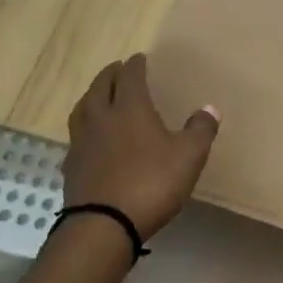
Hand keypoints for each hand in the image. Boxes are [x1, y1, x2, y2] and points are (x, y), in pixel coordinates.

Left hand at [63, 54, 217, 239]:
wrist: (103, 225)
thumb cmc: (151, 183)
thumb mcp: (189, 157)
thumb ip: (200, 130)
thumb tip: (209, 108)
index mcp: (130, 109)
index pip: (130, 77)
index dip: (136, 65)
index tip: (140, 58)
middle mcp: (102, 118)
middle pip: (101, 87)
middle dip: (111, 74)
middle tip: (119, 69)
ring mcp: (82, 142)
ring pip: (83, 108)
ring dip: (92, 96)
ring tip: (99, 95)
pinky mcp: (72, 165)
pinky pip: (77, 135)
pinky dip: (85, 126)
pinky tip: (91, 136)